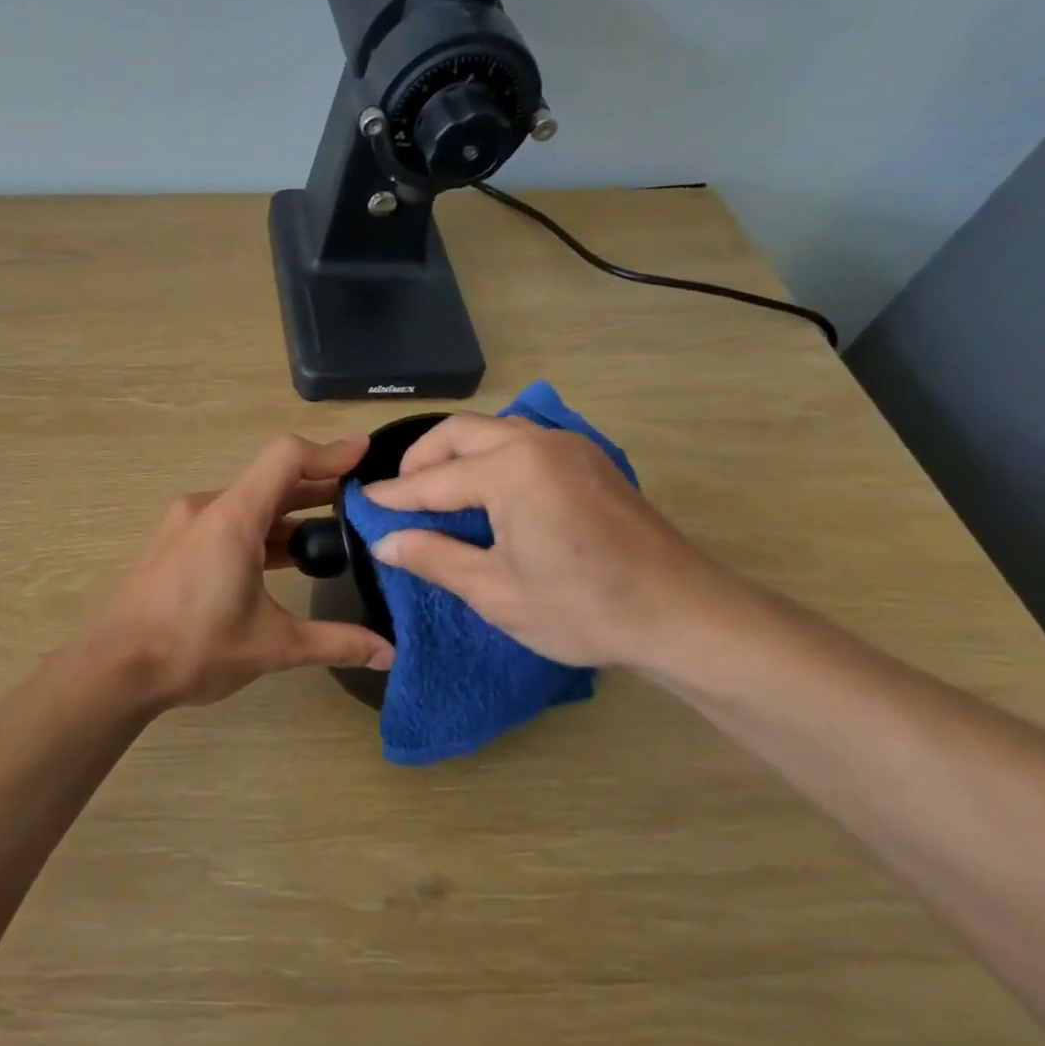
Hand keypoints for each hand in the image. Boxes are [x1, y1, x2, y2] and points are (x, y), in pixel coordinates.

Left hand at [83, 435, 394, 707]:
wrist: (116, 667)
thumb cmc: (193, 647)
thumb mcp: (272, 646)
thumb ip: (335, 642)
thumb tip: (390, 653)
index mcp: (233, 518)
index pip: (287, 458)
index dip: (330, 453)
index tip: (366, 456)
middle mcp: (208, 509)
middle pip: (272, 481)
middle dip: (319, 488)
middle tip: (363, 502)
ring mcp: (187, 525)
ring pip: (249, 505)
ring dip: (290, 515)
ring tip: (333, 534)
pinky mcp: (176, 545)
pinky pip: (228, 523)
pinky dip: (262, 532)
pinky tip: (286, 560)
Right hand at [363, 414, 741, 667]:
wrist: (684, 615)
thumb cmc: (582, 607)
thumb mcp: (494, 590)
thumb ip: (432, 557)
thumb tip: (384, 542)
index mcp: (511, 470)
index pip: (432, 480)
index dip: (393, 496)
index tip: (360, 502)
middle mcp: (537, 442)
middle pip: (459, 433)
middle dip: (421, 460)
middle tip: (399, 496)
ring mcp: (570, 447)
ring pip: (493, 430)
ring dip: (456, 453)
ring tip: (436, 492)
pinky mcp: (590, 462)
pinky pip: (523, 442)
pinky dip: (490, 456)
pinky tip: (485, 492)